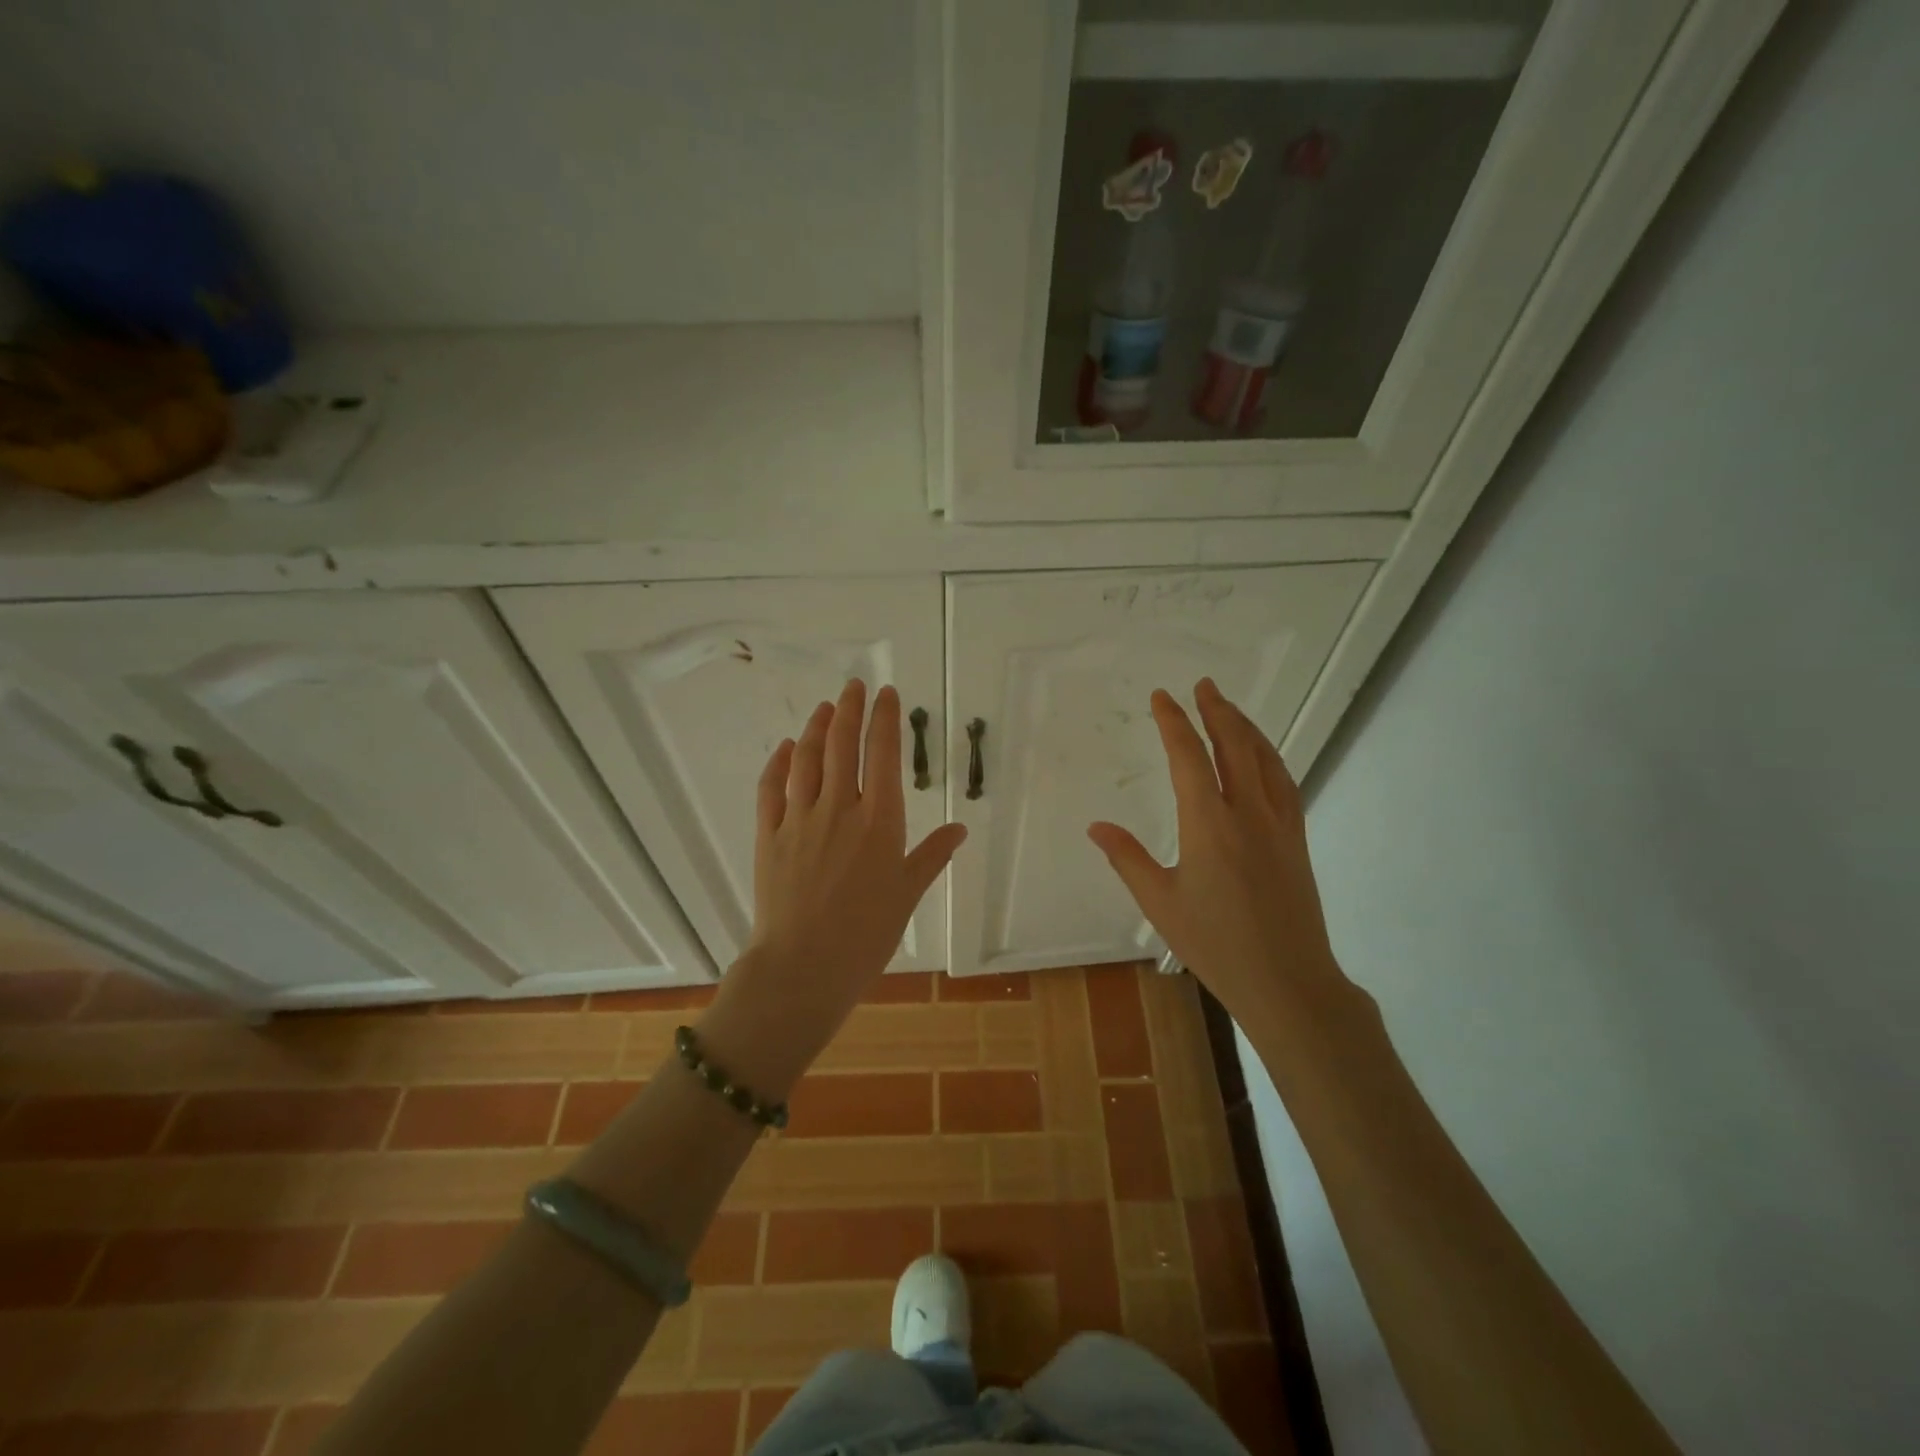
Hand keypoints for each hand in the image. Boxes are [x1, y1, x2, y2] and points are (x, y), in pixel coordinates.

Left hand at [701, 680, 966, 1093]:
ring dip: (816, 728)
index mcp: (879, 821)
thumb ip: (932, 855)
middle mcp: (838, 809)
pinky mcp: (768, 836)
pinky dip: (778, 763)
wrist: (804, 966)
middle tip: (854, 686)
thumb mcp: (908, 893)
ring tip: (825, 708)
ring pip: (806, 759)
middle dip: (850, 710)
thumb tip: (960, 829)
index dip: (885, 719)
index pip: (882, 754)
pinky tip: (785, 748)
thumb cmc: (866, 934)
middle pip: (843, 746)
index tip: (886, 694)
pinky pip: (771, 788)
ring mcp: (799, 819)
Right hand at [1087, 678, 1352, 1035]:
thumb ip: (1127, 858)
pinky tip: (1261, 755)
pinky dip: (1268, 755)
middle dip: (1216, 710)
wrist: (1289, 981)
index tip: (1162, 697)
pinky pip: (1282, 781)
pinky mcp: (1296, 838)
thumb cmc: (1216, 944)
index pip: (1189, 757)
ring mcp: (1279, 823)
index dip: (1174, 722)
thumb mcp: (1160, 903)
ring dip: (1245, 727)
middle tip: (1203, 685)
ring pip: (1264, 758)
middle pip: (1234, 745)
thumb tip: (1096, 826)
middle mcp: (1247, 812)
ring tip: (1229, 708)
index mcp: (1209, 824)